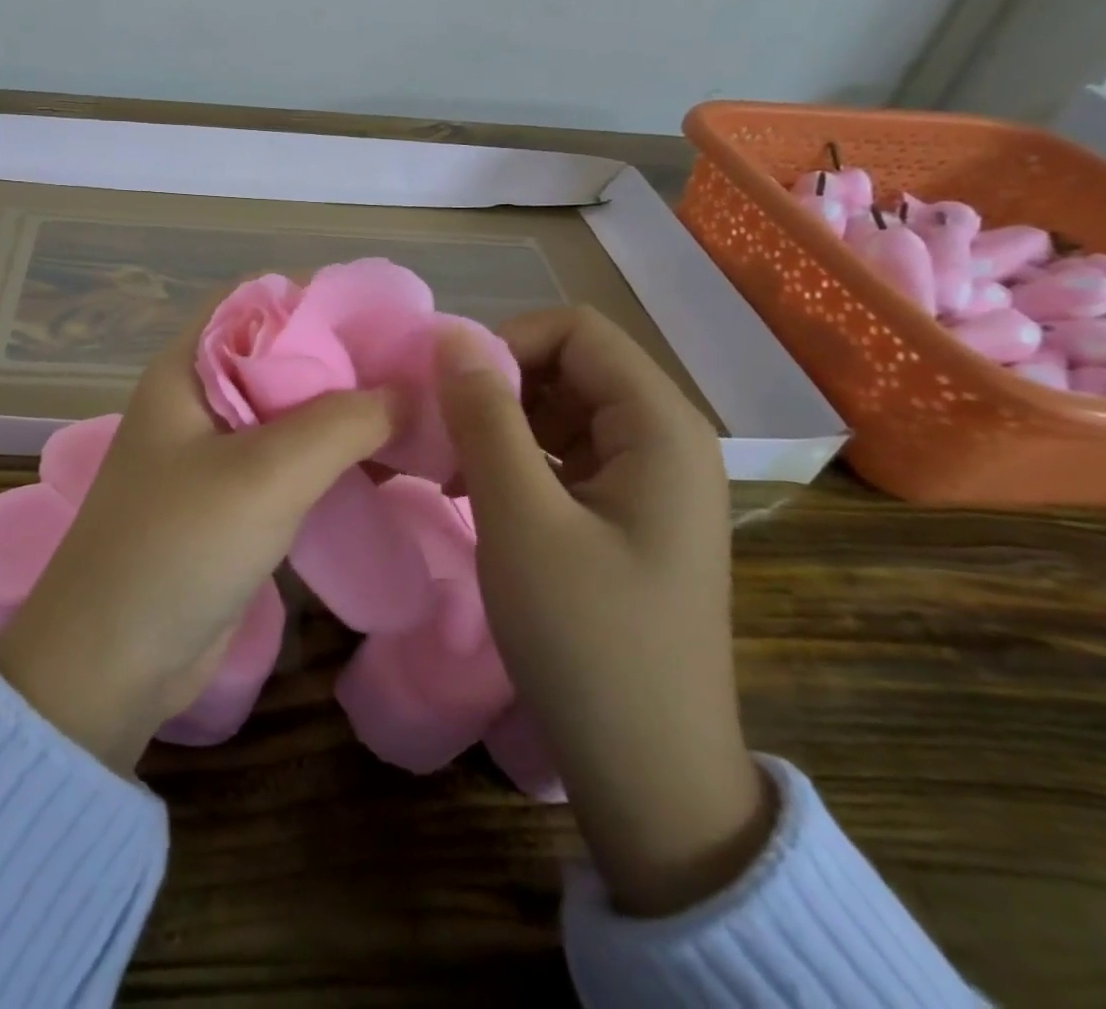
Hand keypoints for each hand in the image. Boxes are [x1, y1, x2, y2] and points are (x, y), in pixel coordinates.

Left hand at [0, 315, 392, 776]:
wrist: (111, 663)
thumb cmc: (178, 547)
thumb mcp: (265, 473)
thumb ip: (342, 422)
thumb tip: (410, 390)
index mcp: (188, 370)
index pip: (256, 301)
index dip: (318, 297)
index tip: (389, 313)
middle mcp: (201, 401)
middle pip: (282, 356)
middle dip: (347, 358)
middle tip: (421, 369)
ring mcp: (215, 454)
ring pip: (293, 412)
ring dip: (348, 412)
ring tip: (420, 413)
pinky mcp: (233, 503)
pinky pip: (293, 462)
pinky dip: (337, 458)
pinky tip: (387, 465)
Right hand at [436, 306, 772, 916]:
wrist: (651, 774)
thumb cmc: (587, 638)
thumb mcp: (520, 518)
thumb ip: (485, 417)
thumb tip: (449, 335)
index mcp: (660, 426)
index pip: (576, 331)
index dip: (506, 344)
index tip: (448, 395)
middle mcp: (666, 439)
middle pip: (570, 367)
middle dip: (497, 388)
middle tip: (439, 436)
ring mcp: (650, 481)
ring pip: (562, 412)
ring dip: (500, 427)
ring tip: (449, 470)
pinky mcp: (629, 516)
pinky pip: (567, 457)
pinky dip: (517, 462)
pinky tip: (475, 496)